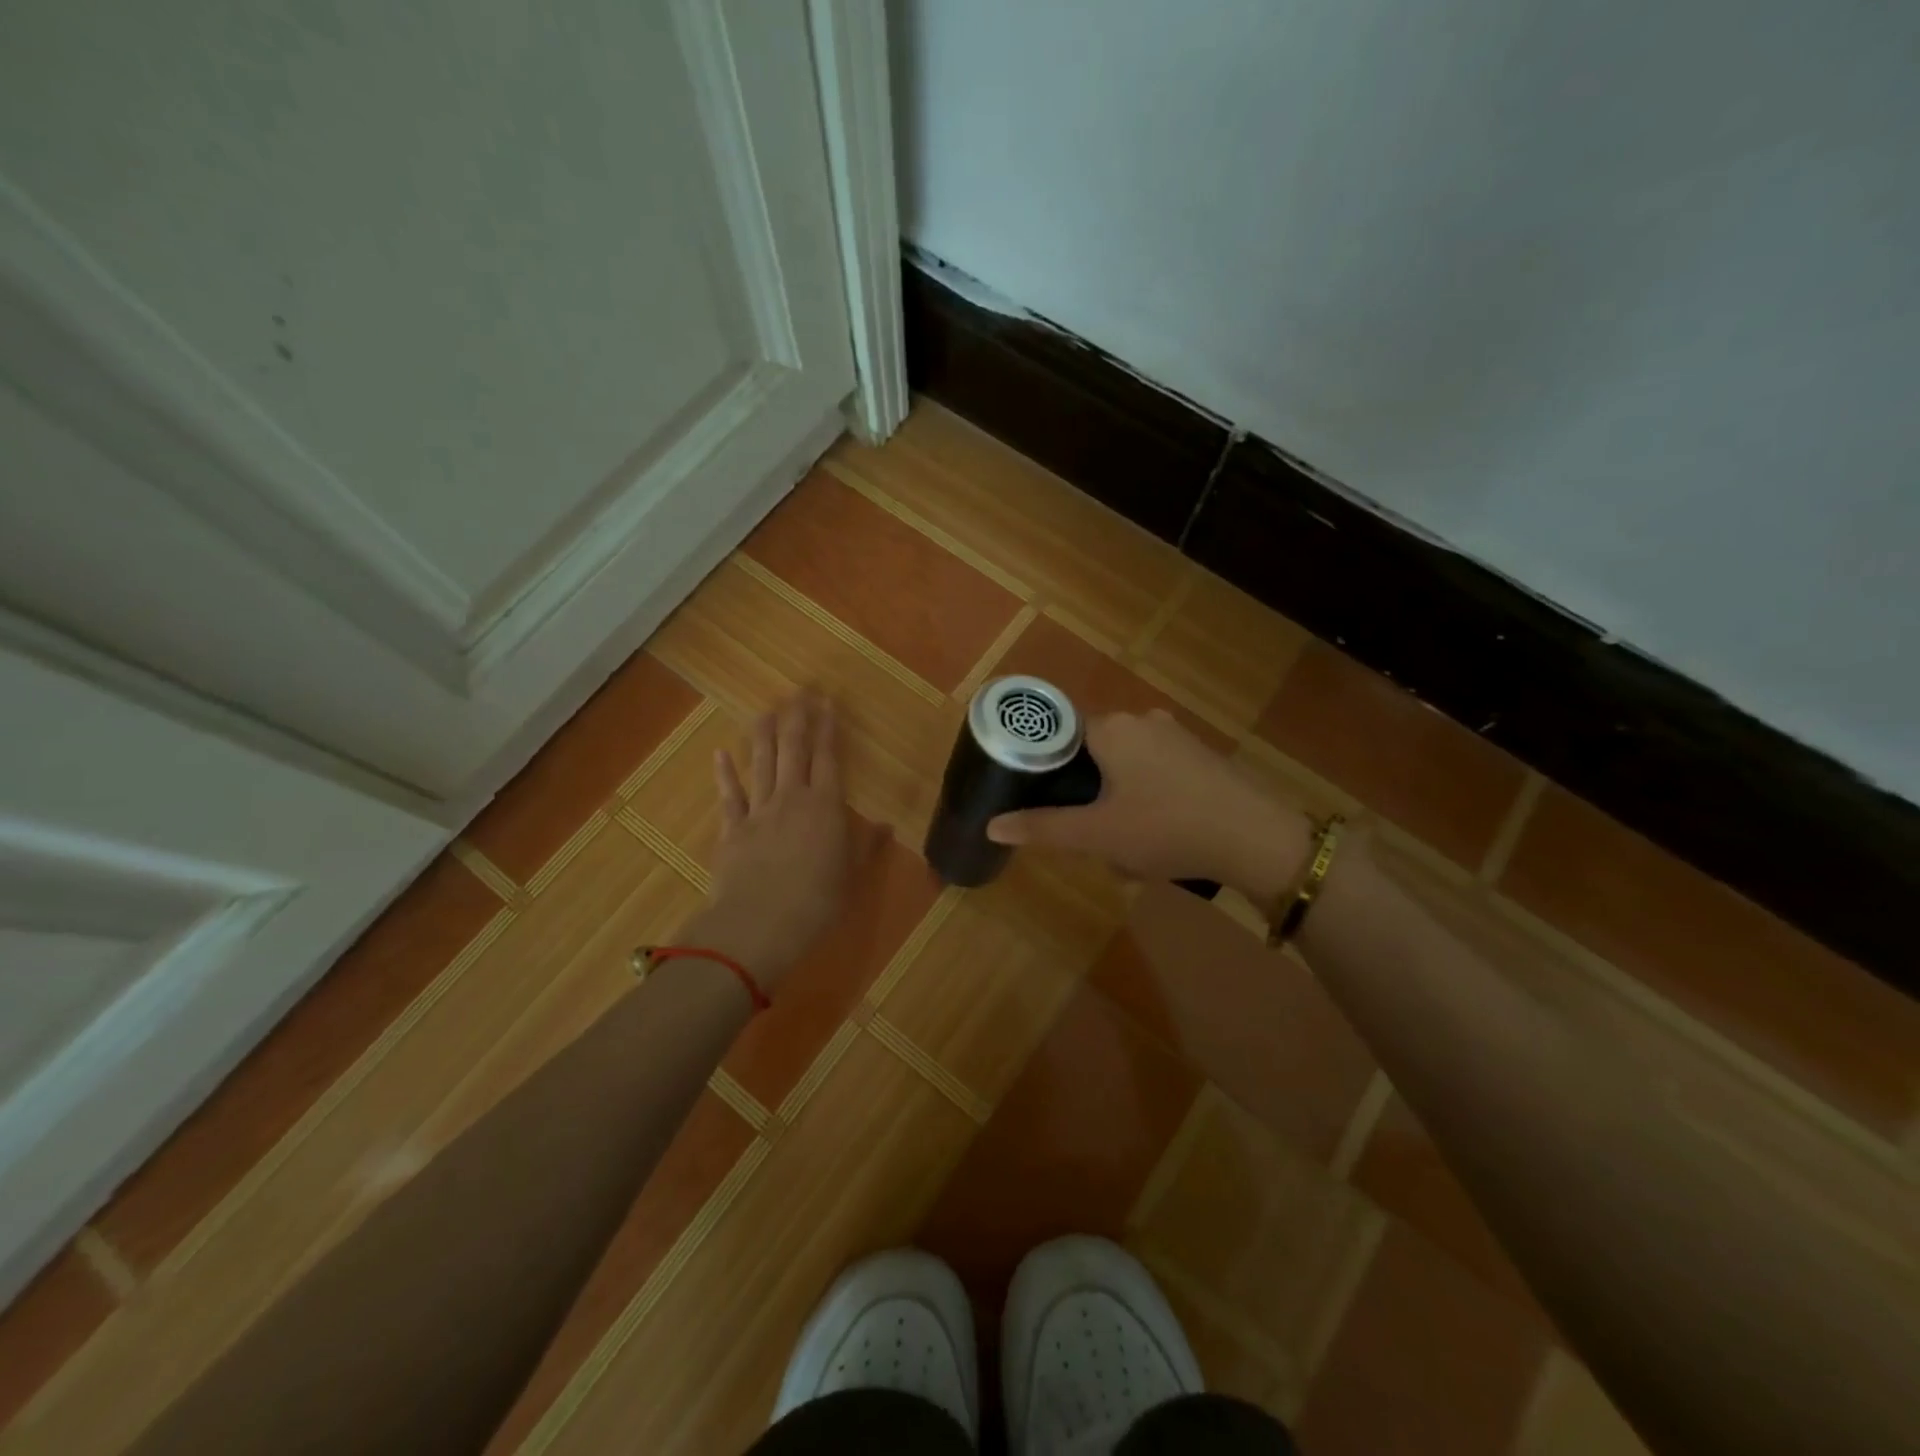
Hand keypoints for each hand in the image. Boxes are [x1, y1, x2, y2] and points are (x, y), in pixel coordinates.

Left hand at [689, 692, 851, 992]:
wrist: (758, 925)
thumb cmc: (815, 903)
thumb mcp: (850, 877)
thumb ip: (866, 847)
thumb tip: (885, 825)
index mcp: (826, 807)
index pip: (829, 759)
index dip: (828, 729)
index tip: (827, 703)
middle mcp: (792, 799)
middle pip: (794, 750)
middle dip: (798, 719)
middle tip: (799, 692)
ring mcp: (758, 811)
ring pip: (762, 764)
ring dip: (764, 735)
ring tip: (766, 710)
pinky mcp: (732, 829)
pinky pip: (729, 795)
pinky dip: (725, 773)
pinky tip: (721, 753)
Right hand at [986, 709, 1310, 903]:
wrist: (1256, 838)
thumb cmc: (1166, 828)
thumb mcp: (1097, 835)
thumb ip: (1042, 828)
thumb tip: (991, 826)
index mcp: (1111, 728)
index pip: (1060, 735)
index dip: (1046, 770)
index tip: (1045, 803)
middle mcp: (1142, 719)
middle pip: (1093, 754)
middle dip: (1087, 797)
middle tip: (1092, 837)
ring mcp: (1177, 735)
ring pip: (1126, 767)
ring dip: (1118, 804)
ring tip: (1128, 848)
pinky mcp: (1202, 755)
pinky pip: (1156, 773)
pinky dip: (1148, 800)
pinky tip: (1160, 837)